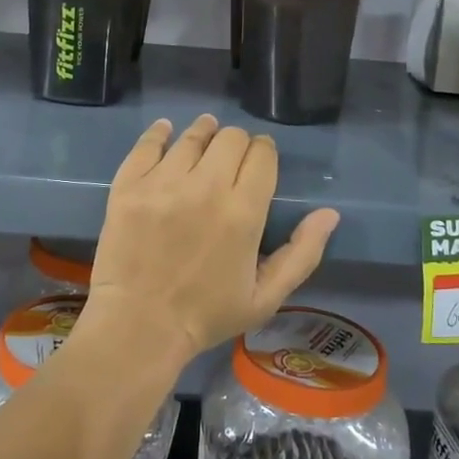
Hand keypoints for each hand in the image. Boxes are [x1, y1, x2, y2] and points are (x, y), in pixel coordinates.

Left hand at [83, 116, 338, 367]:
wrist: (138, 327)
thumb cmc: (206, 316)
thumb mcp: (265, 297)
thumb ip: (302, 253)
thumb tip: (330, 214)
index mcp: (243, 213)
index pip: (261, 155)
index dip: (264, 151)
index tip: (260, 158)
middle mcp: (205, 188)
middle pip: (230, 138)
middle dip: (238, 142)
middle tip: (232, 156)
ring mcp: (162, 184)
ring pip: (191, 137)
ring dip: (204, 132)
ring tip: (205, 133)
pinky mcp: (129, 185)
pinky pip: (147, 144)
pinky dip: (159, 133)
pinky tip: (166, 131)